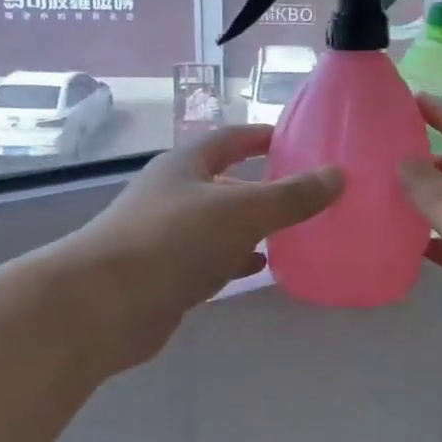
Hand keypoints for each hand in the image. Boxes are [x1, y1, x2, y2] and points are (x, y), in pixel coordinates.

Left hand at [67, 126, 342, 368]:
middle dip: (263, 186)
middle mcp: (173, 194)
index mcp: (185, 165)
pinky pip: (210, 258)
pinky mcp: (166, 274)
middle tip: (306, 192)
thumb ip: (291, 196)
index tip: (297, 140)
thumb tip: (338, 175)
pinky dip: (236, 258)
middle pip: (225, 181)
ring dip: (252, 226)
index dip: (262, 136)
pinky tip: (259, 266)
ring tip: (294, 230)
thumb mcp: (240, 211)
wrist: (104, 304)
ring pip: (219, 223)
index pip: (230, 139)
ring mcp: (166, 236)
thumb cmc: (173, 241)